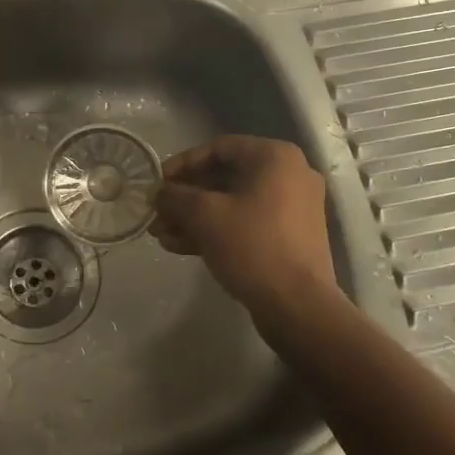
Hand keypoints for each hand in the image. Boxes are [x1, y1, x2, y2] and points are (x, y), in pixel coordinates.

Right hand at [153, 135, 336, 333]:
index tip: (157, 182)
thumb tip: (160, 193)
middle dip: (185, 197)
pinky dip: (215, 230)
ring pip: (232, 203)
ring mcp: (292, 208)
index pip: (218, 149)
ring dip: (195, 217)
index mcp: (275, 157)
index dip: (182, 164)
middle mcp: (289, 175)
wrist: (298, 306)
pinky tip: (180, 246)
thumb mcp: (204, 215)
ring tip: (161, 234)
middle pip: (224, 177)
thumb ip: (176, 196)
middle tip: (156, 212)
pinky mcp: (289, 237)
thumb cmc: (252, 246)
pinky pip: (246, 223)